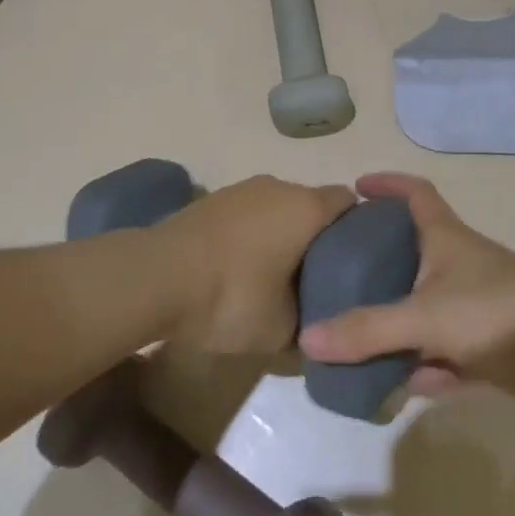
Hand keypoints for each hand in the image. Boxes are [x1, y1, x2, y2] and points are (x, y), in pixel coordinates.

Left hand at [156, 175, 356, 352]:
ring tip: (276, 275)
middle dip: (316, 236)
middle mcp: (276, 186)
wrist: (156, 276)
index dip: (357, 229)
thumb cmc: (232, 297)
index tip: (356, 262)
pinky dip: (250, 234)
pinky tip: (239, 268)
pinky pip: (246, 214)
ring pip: (275, 207)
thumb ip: (308, 324)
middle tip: (318, 277)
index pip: (348, 202)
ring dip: (279, 234)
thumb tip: (314, 327)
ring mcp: (239, 189)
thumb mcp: (281, 329)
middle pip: (310, 204)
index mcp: (305, 207)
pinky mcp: (209, 200)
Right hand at [297, 173, 514, 395]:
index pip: (414, 193)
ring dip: (391, 325)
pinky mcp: (489, 348)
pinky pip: (441, 353)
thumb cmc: (502, 313)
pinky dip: (420, 366)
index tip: (354, 189)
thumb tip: (308, 339)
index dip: (387, 185)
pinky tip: (392, 387)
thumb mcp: (427, 316)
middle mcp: (457, 266)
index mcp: (445, 238)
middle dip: (374, 263)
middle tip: (333, 275)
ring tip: (347, 340)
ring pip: (421, 310)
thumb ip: (368, 330)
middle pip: (409, 253)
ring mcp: (474, 308)